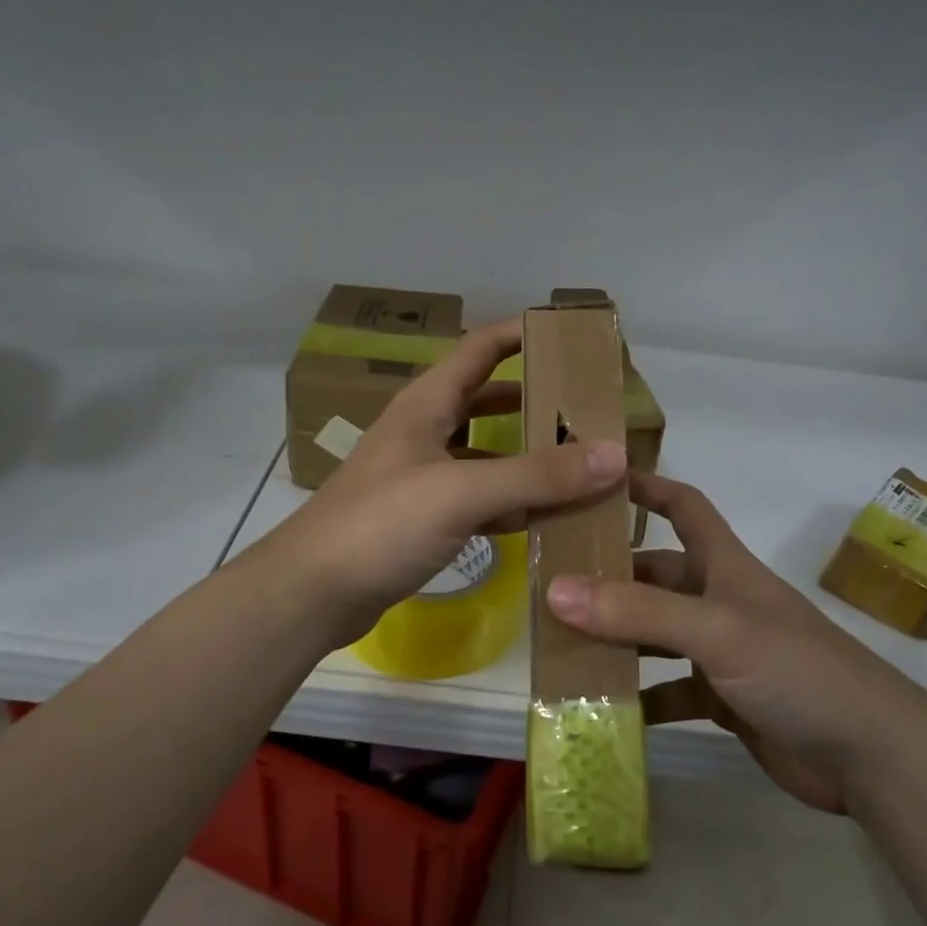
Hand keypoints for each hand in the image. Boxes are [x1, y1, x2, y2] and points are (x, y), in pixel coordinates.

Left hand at [252, 318, 626, 646]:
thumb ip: (536, 475)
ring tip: (581, 460)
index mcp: (427, 404)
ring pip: (486, 452)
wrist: (312, 592)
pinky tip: (545, 515)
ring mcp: (423, 476)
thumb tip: (615, 454)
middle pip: (487, 399)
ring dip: (527, 454)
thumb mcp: (460, 492)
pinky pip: (478, 498)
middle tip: (589, 407)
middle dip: (535, 398)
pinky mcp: (423, 518)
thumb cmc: (380, 524)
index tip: (572, 336)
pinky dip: (511, 502)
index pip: (481, 348)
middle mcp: (425, 431)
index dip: (522, 334)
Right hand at [545, 473, 926, 814]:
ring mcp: (722, 652)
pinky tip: (602, 706)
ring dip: (616, 639)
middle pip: (656, 575)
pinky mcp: (724, 700)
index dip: (647, 487)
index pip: (684, 506)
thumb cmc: (797, 670)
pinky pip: (669, 690)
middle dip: (610, 576)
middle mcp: (719, 601)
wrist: (871, 755)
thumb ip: (639, 612)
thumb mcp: (716, 630)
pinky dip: (640, 696)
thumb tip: (555, 590)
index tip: (596, 479)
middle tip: (549, 583)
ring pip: (656, 634)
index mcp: (724, 567)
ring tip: (560, 644)